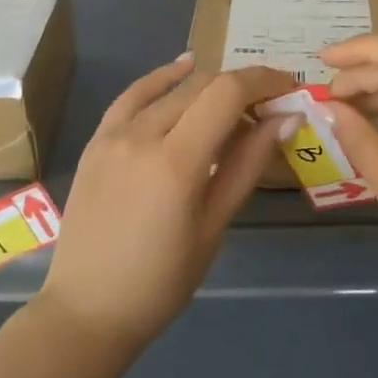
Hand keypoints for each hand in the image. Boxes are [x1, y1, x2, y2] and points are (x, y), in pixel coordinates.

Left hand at [39, 55, 294, 348]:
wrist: (87, 310)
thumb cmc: (161, 281)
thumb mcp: (214, 226)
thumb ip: (248, 165)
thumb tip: (286, 119)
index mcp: (176, 162)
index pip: (228, 94)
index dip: (264, 81)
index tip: (290, 88)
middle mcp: (142, 135)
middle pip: (203, 85)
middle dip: (243, 86)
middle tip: (269, 106)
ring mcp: (113, 134)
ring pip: (172, 88)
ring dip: (209, 86)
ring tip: (235, 102)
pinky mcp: (97, 140)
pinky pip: (133, 95)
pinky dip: (162, 78)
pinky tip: (184, 67)